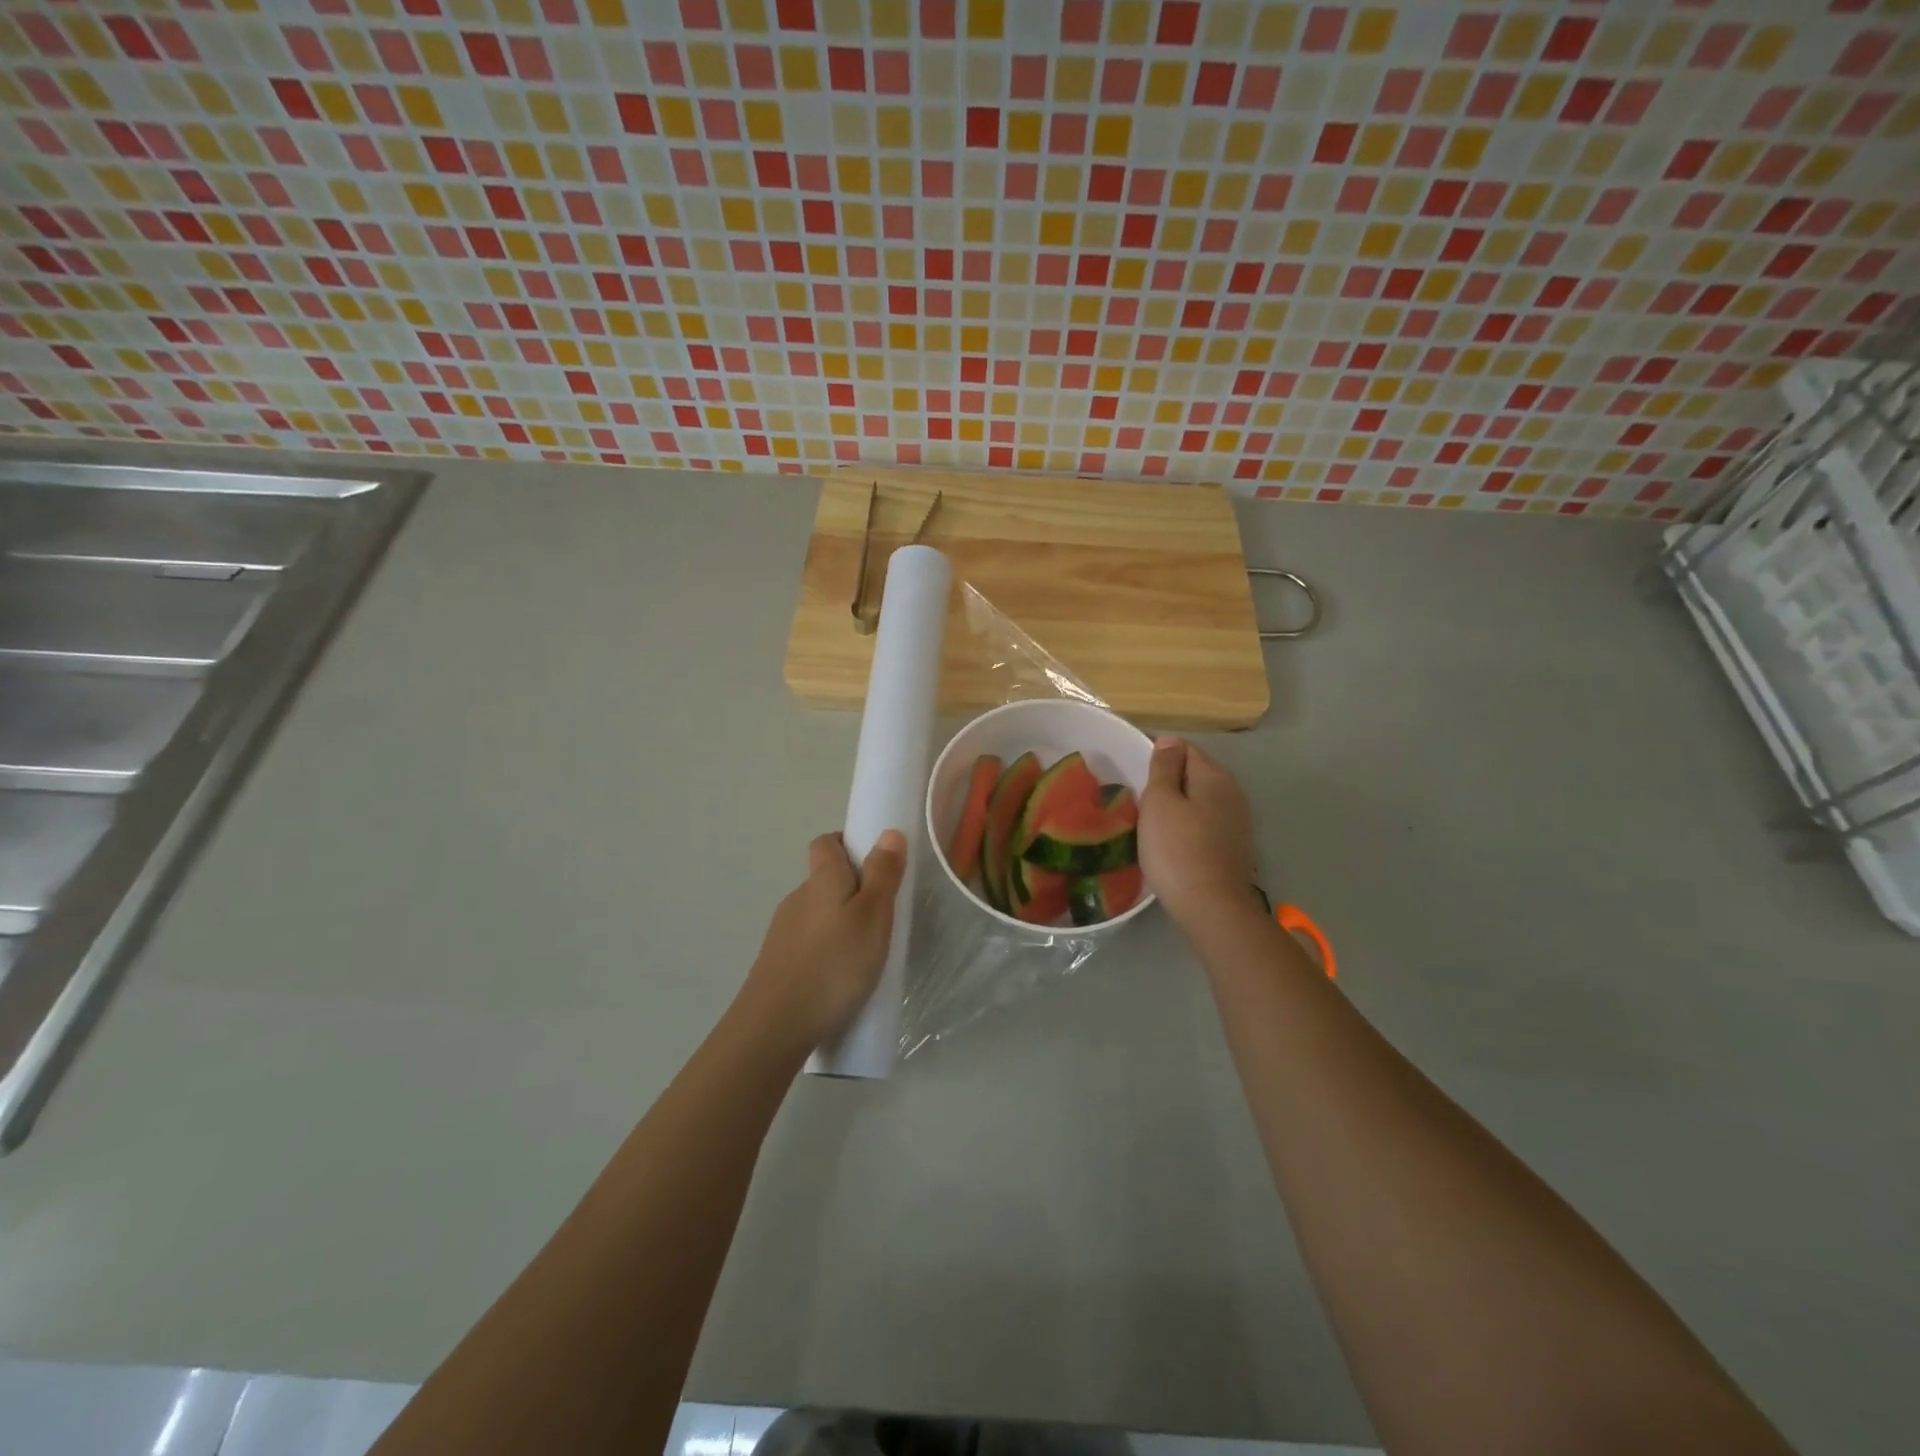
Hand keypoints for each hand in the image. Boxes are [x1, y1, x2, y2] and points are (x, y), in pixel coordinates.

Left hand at [741, 829, 907, 1054]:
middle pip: (824, 880)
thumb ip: (883, 874)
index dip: (849, 845)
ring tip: (865, 952)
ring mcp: (783, 932)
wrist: (774, 1026)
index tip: (876, 865)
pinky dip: (826, 950)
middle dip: (852, 889)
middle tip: (882, 915)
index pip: (826, 843)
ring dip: (839, 922)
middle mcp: (798, 898)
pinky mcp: (776, 963)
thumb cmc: (834, 964)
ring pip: (817, 914)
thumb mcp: (873, 916)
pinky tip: (840, 978)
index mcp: (821, 880)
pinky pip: (808, 944)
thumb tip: (888, 832)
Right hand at [1139, 737, 1258, 928]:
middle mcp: (1233, 792)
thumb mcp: (1160, 802)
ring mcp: (1237, 821)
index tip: (1134, 774)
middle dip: (1168, 781)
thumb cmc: (1177, 850)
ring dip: (1179, 805)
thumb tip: (1169, 740)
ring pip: (1201, 800)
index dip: (1157, 755)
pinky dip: (1189, 825)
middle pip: (1195, 773)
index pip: (1183, 748)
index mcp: (1214, 776)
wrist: (1212, 907)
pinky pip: (1206, 823)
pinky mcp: (1235, 846)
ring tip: (1152, 822)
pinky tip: (1173, 842)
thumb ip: (1163, 768)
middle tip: (1139, 799)